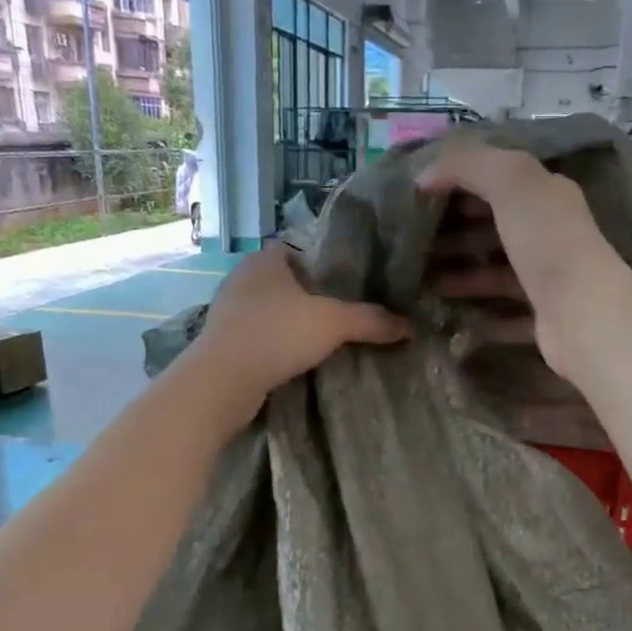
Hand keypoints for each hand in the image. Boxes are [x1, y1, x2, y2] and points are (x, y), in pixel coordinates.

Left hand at [189, 244, 410, 420]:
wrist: (223, 380)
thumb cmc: (277, 334)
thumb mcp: (333, 324)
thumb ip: (371, 320)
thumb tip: (410, 325)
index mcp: (264, 259)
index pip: (296, 250)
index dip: (320, 265)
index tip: (344, 288)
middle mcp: (241, 278)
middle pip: (283, 282)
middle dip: (307, 298)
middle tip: (339, 317)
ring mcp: (227, 311)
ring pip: (267, 311)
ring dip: (288, 324)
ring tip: (319, 342)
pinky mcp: (221, 343)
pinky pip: (256, 337)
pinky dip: (273, 346)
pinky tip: (291, 362)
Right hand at [416, 142, 625, 376]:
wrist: (584, 315)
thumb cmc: (547, 243)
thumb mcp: (510, 182)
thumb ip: (468, 165)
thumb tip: (425, 173)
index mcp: (547, 196)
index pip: (499, 182)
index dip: (460, 185)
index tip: (418, 199)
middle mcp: (551, 235)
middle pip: (496, 230)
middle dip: (455, 235)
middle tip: (414, 246)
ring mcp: (549, 280)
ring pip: (498, 274)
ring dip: (463, 277)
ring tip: (422, 286)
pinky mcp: (544, 319)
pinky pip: (507, 316)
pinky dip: (482, 317)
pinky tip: (454, 320)